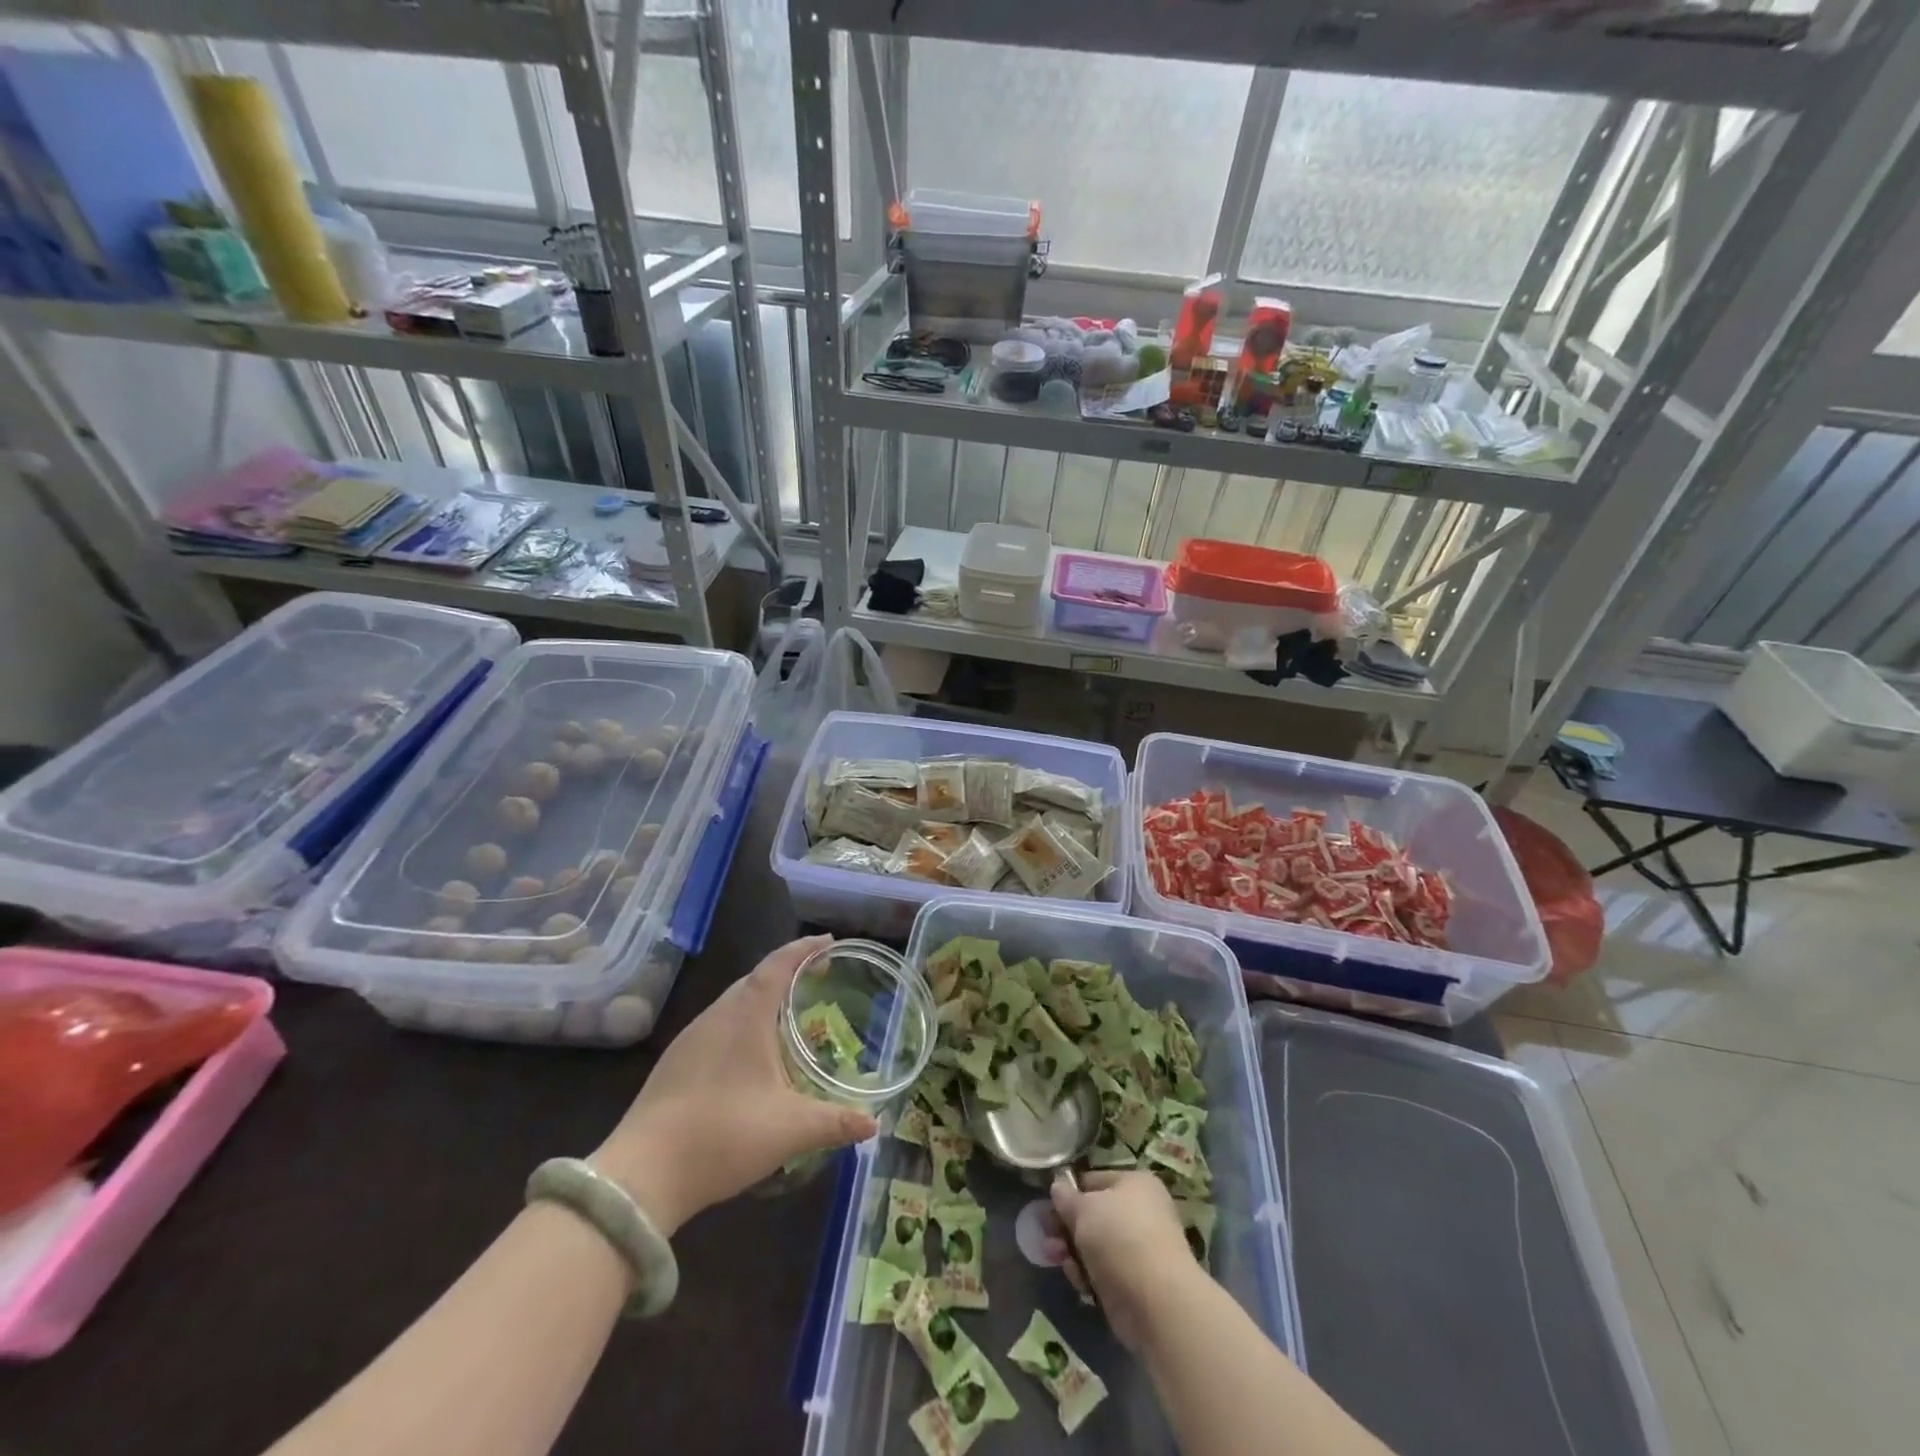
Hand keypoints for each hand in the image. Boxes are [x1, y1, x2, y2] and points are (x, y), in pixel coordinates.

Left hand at [592, 936, 876, 1235]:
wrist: (641, 1176)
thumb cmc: (723, 1135)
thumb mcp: (790, 1130)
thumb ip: (835, 1122)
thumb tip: (874, 1124)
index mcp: (745, 1016)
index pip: (778, 965)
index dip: (804, 949)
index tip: (828, 942)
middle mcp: (716, 1016)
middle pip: (754, 978)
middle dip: (786, 970)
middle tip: (816, 977)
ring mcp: (690, 1039)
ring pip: (732, 1001)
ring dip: (762, 997)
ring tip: (788, 1011)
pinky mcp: (674, 1063)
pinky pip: (717, 1024)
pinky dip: (742, 1021)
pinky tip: (750, 1052)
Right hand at [1046, 1171, 1198, 1350]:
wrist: (1156, 1301)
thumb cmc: (1119, 1237)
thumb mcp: (1084, 1208)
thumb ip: (1066, 1198)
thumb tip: (1058, 1187)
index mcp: (1135, 1184)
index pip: (1094, 1180)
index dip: (1069, 1193)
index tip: (1048, 1207)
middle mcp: (1141, 1213)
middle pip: (1093, 1215)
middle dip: (1066, 1227)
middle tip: (1046, 1235)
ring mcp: (1140, 1250)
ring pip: (1095, 1246)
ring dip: (1071, 1251)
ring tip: (1055, 1258)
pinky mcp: (1135, 1284)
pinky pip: (1103, 1272)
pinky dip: (1088, 1275)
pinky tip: (1079, 1282)